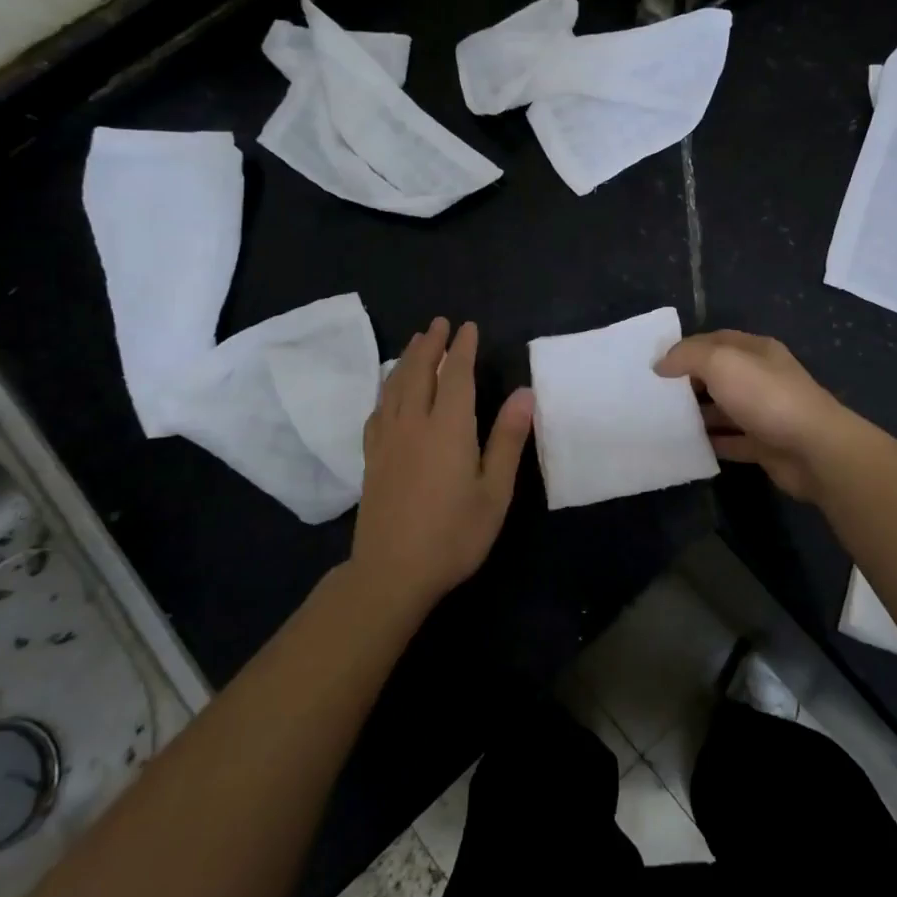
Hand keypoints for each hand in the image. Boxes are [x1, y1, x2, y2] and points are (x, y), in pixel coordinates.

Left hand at [353, 318, 533, 613]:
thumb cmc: (453, 534)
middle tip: (439, 323)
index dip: (462, 349)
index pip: (455, 376)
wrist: (391, 573)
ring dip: (407, 359)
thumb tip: (524, 393)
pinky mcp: (372, 457)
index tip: (468, 327)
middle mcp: (414, 424)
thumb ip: (507, 439)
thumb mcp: (494, 492)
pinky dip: (387, 388)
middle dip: (431, 344)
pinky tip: (390, 390)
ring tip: (417, 342)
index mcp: (448, 428)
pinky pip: (378, 409)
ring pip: (395, 386)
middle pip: (420, 372)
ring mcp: (388, 440)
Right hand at [656, 330, 851, 500]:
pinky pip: (732, 440)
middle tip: (654, 395)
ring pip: (724, 409)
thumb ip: (688, 356)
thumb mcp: (721, 362)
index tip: (655, 365)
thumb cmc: (766, 396)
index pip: (715, 340)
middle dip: (688, 383)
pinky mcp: (766, 444)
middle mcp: (762, 377)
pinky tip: (687, 446)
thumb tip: (661, 363)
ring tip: (663, 422)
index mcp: (756, 350)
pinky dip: (712, 442)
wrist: (814, 449)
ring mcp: (765, 412)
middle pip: (718, 375)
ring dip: (698, 414)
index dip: (685, 349)